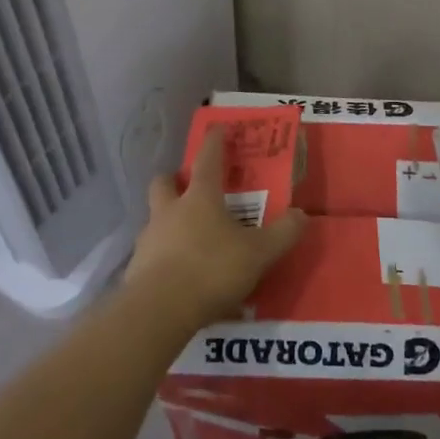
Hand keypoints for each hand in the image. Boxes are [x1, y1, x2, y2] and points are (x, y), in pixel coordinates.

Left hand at [124, 128, 306, 330]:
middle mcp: (169, 210)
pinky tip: (179, 277)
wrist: (159, 310)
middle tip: (188, 187)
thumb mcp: (258, 253)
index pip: (207, 159)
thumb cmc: (211, 269)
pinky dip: (164, 258)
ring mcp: (149, 239)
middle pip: (164, 182)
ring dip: (168, 221)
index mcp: (199, 198)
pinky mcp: (136, 269)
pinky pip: (152, 254)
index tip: (217, 128)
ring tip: (188, 239)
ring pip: (155, 218)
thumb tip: (302, 215)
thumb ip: (282, 234)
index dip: (214, 142)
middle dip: (174, 180)